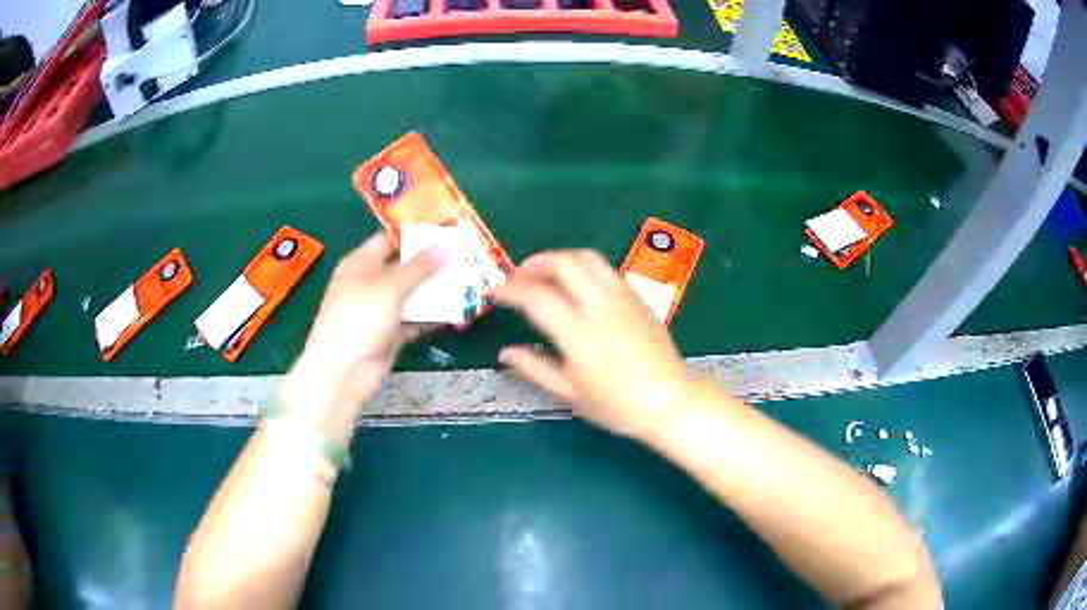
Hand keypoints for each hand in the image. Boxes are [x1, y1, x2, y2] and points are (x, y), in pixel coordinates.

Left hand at [278, 232, 444, 437]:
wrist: (344, 371)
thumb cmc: (360, 318)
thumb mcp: (390, 287)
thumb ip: (418, 267)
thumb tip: (443, 246)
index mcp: (360, 263)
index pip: (389, 239)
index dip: (415, 233)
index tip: (445, 229)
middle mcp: (369, 283)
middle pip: (402, 266)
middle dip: (431, 262)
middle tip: (463, 254)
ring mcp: (379, 310)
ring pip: (410, 294)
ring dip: (434, 290)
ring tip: (466, 279)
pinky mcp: (389, 333)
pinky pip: (413, 319)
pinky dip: (431, 317)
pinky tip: (456, 311)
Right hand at [492, 250, 692, 439]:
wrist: (670, 401)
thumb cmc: (618, 405)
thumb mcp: (570, 394)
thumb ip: (534, 369)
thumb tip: (504, 354)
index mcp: (578, 334)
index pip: (535, 296)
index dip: (509, 290)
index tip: (494, 292)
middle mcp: (599, 306)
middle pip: (561, 263)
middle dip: (532, 264)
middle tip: (517, 278)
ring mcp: (621, 297)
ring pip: (585, 258)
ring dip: (558, 258)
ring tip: (543, 274)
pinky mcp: (636, 296)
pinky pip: (604, 268)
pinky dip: (581, 266)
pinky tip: (576, 284)